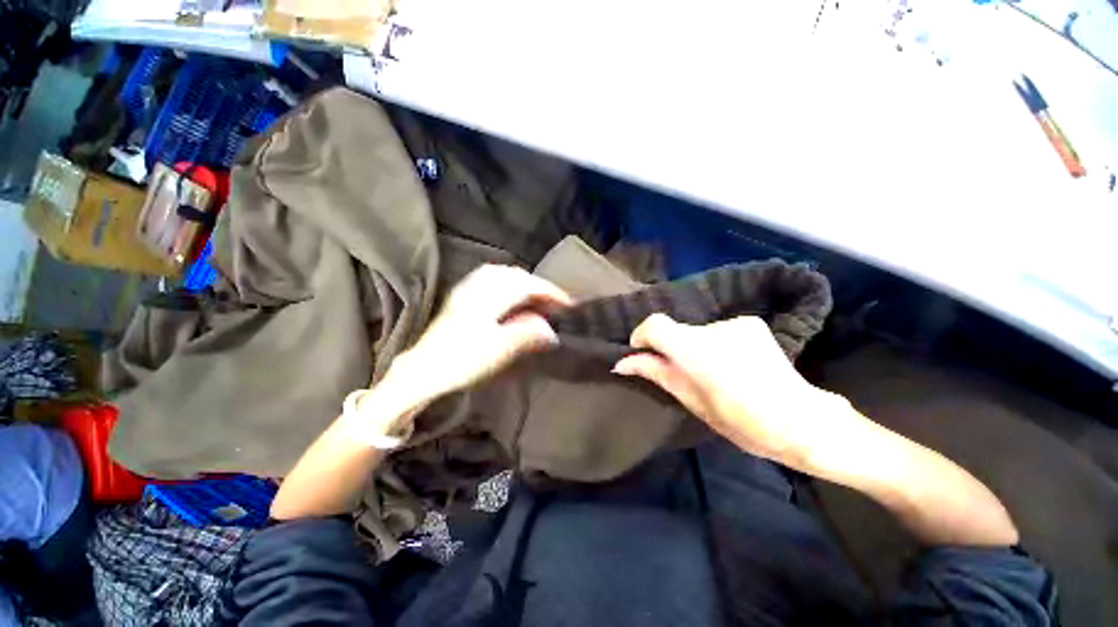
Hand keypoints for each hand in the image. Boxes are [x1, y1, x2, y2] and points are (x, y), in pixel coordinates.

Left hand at [389, 265, 571, 401]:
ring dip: (523, 284)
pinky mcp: (461, 300)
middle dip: (537, 285)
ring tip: (537, 298)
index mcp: (488, 296)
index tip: (568, 303)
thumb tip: (551, 331)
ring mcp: (466, 291)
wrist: (422, 372)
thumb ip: (527, 334)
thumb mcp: (499, 349)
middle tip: (554, 301)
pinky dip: (507, 286)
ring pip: (501, 276)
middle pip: (514, 275)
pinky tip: (511, 297)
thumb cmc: (461, 360)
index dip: (549, 291)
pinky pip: (490, 282)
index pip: (526, 285)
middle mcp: (477, 287)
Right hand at [614, 314, 855, 470]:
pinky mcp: (750, 323)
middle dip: (671, 349)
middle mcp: (714, 327)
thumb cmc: (742, 422)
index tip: (642, 355)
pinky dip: (715, 344)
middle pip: (677, 330)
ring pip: (697, 331)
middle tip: (682, 376)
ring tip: (712, 374)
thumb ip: (656, 373)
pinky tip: (732, 365)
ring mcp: (735, 323)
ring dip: (695, 348)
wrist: (802, 421)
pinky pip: (718, 331)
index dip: (642, 337)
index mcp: (696, 349)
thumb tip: (622, 362)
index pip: (655, 324)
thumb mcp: (691, 401)